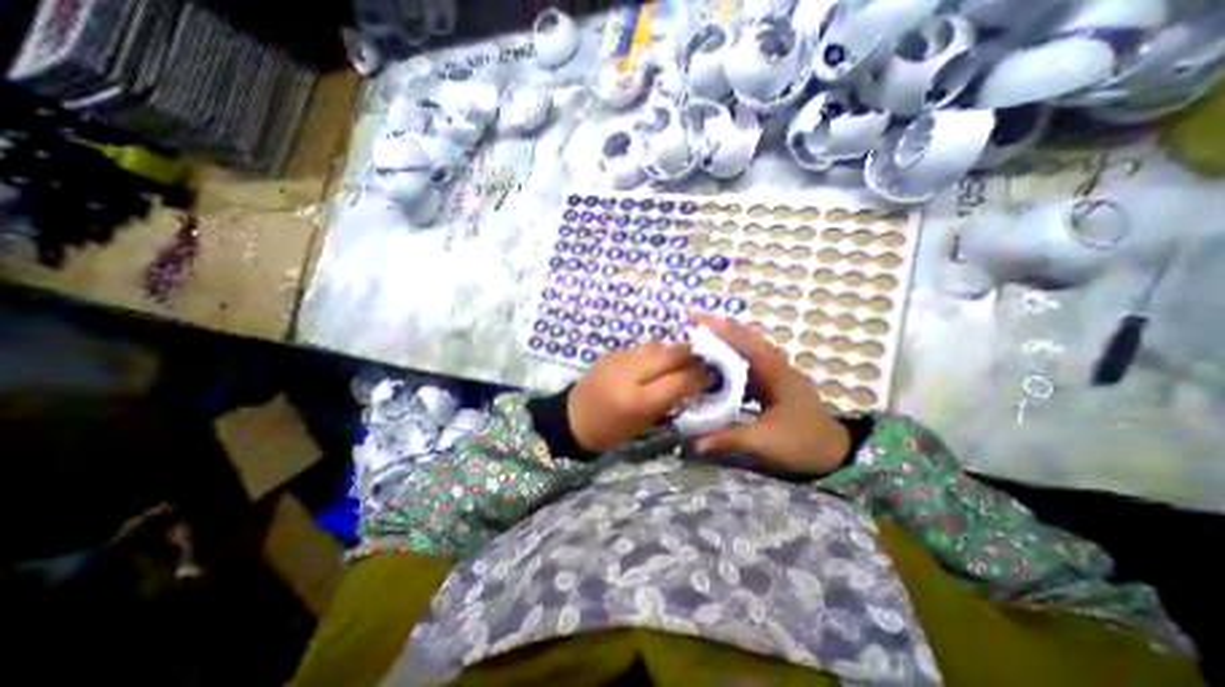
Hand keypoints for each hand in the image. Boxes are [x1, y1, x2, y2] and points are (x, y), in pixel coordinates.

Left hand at [567, 341, 707, 452]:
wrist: (573, 417)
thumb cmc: (611, 430)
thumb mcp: (643, 423)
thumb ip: (669, 401)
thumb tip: (692, 382)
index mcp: (638, 400)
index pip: (680, 380)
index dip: (701, 375)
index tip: (713, 374)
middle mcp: (631, 372)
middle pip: (672, 354)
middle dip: (693, 356)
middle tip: (705, 361)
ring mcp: (621, 357)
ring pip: (659, 346)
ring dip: (675, 352)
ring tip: (683, 360)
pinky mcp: (614, 351)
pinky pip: (644, 347)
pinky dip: (657, 352)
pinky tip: (659, 361)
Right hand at [688, 312, 854, 476]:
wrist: (836, 453)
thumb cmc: (803, 443)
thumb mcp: (765, 442)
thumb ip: (729, 438)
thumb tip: (695, 442)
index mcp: (776, 374)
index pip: (746, 344)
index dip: (722, 330)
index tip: (698, 319)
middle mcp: (776, 366)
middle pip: (746, 339)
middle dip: (720, 328)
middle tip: (693, 321)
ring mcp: (776, 373)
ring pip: (748, 349)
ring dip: (725, 340)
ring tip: (700, 336)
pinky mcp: (773, 382)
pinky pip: (748, 363)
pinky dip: (731, 357)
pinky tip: (717, 362)